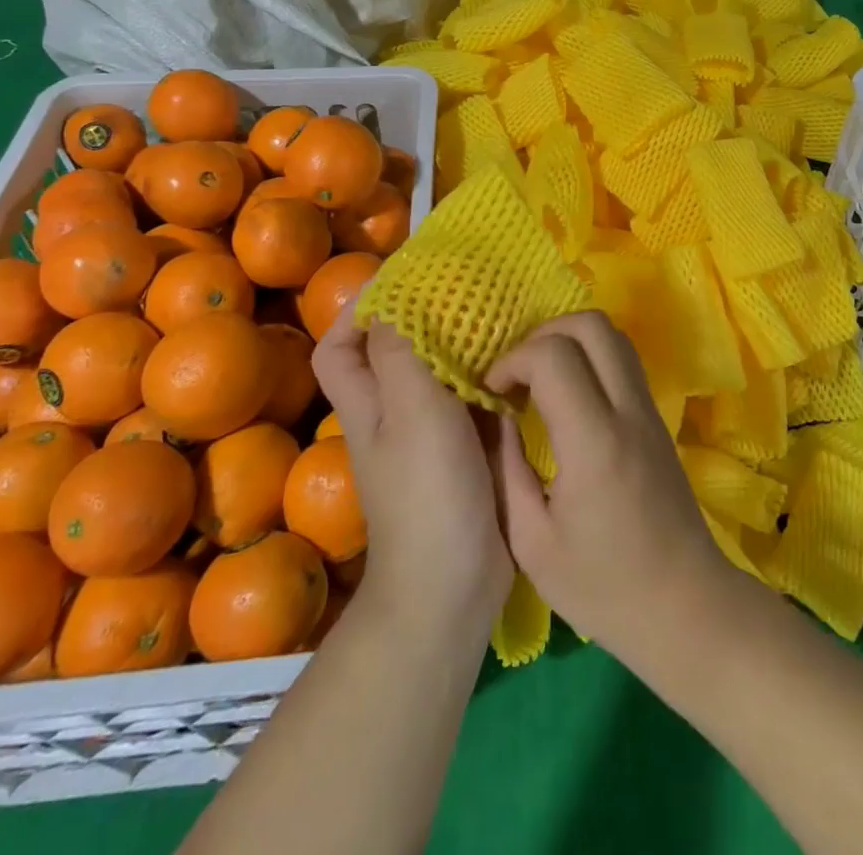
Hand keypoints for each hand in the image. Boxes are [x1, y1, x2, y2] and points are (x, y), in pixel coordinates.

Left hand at [312, 307, 513, 634]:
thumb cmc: (426, 492)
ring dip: (463, 340)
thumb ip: (398, 352)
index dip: (360, 309)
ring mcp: (433, 432)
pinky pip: (475, 395)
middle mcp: (395, 411)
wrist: (455, 584)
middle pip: (394, 351)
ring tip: (498, 308)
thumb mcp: (411, 410)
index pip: (341, 345)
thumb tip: (389, 302)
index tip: (404, 279)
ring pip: (440, 369)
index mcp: (368, 401)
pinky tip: (521, 356)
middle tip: (464, 285)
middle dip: (422, 316)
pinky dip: (492, 371)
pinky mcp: (469, 448)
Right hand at [486, 311, 732, 666]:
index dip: (513, 361)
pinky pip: (623, 359)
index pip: (553, 356)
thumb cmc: (603, 588)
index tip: (493, 393)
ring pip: (612, 334)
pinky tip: (568, 395)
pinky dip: (589, 356)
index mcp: (594, 442)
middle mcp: (627, 411)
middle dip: (542, 335)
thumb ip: (506, 470)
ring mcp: (649, 409)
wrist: (686, 607)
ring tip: (540, 380)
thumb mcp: (532, 543)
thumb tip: (493, 417)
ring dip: (568, 340)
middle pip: (590, 324)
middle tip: (517, 375)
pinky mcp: (657, 417)